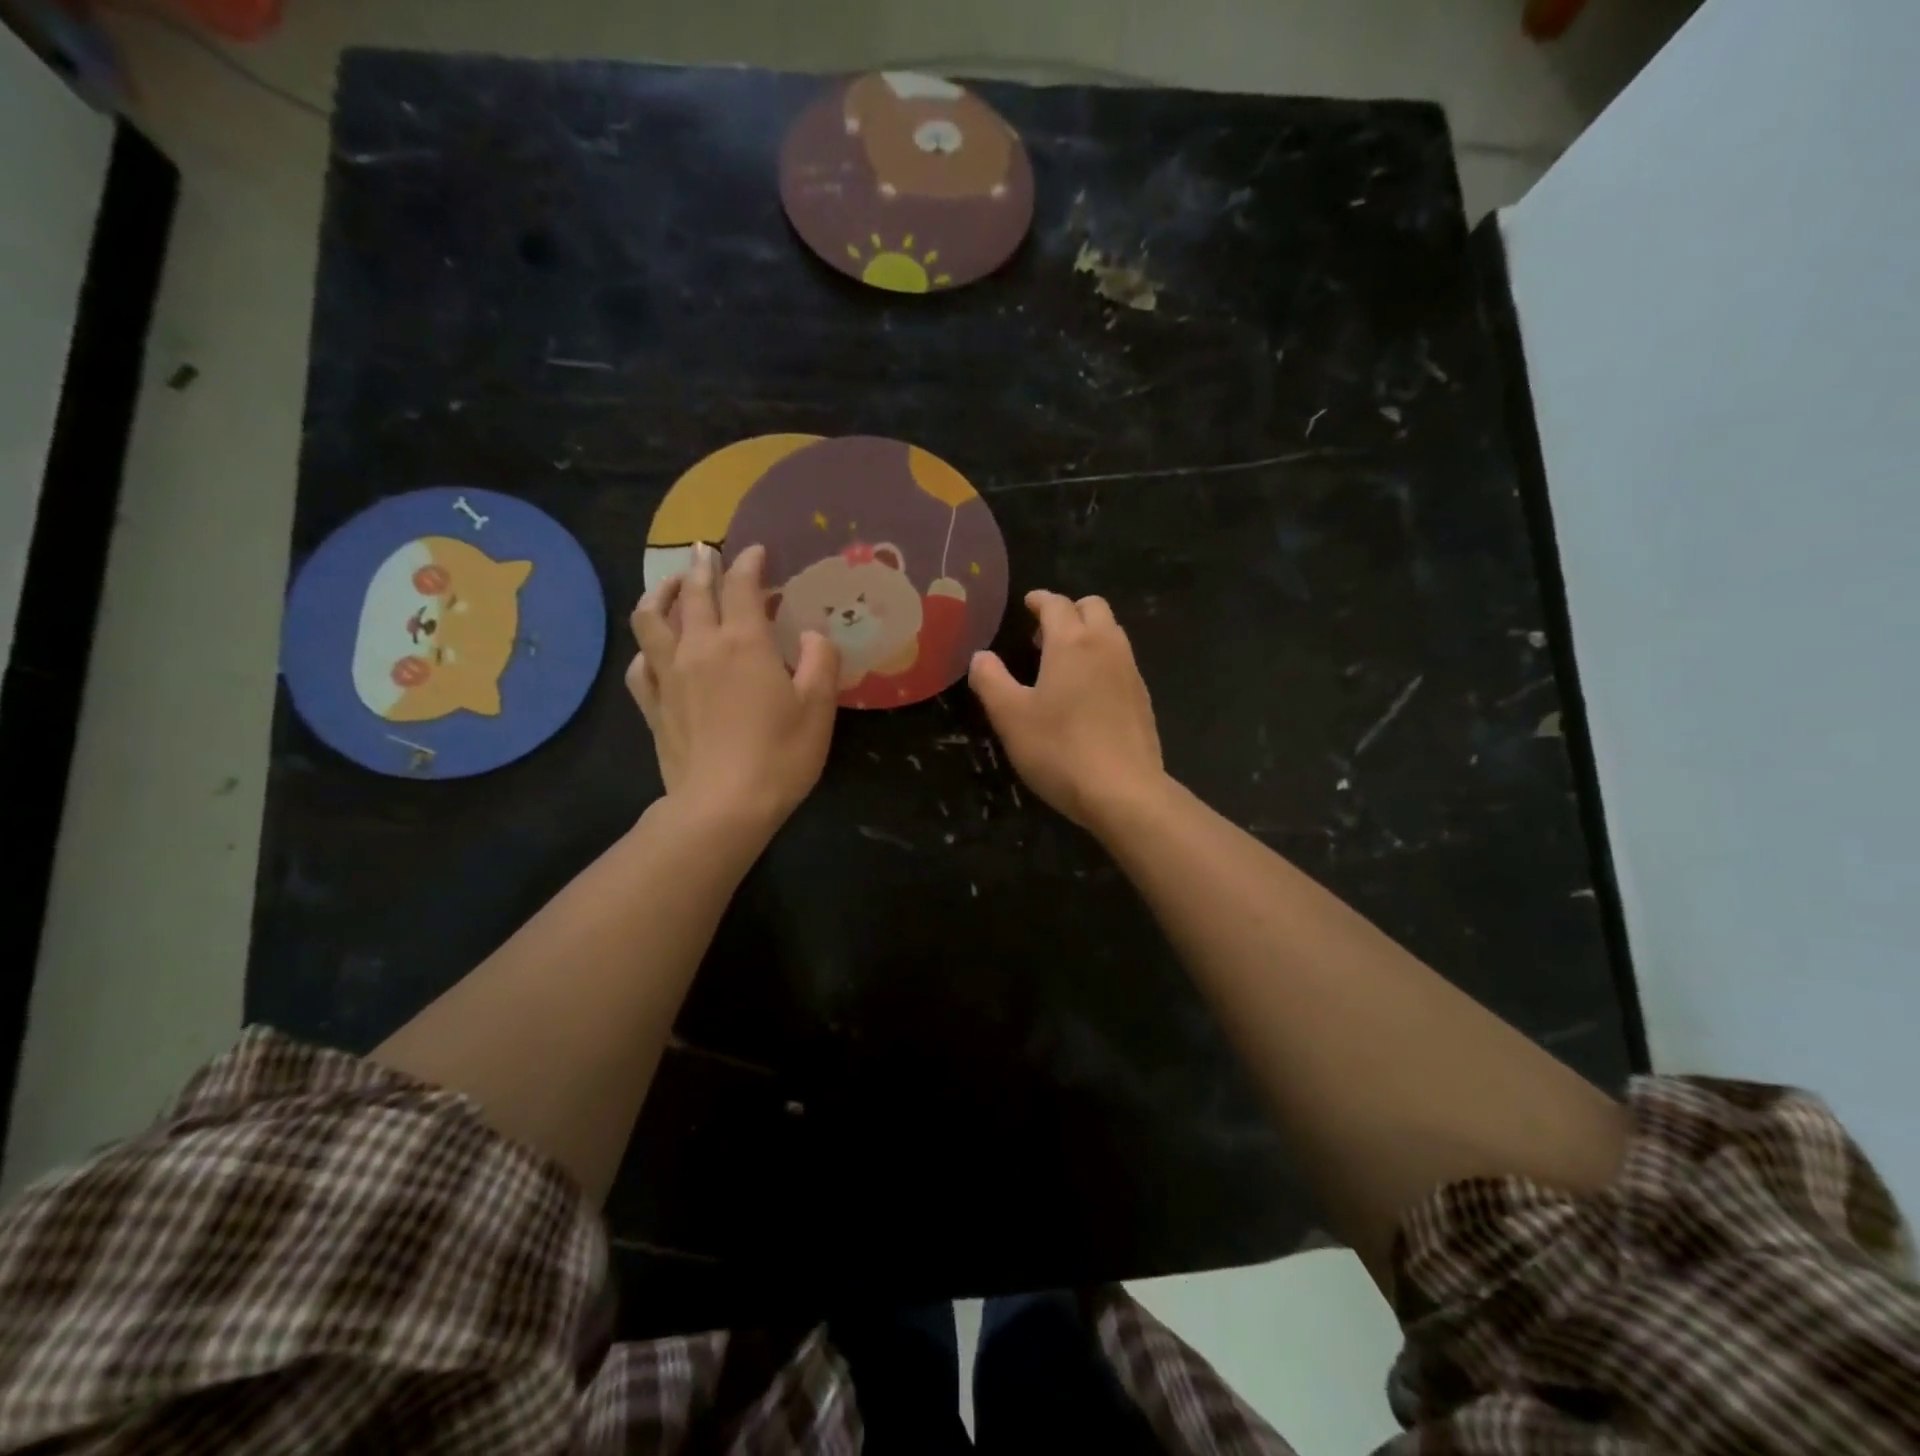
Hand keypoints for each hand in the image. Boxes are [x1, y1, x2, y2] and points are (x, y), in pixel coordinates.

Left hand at [629, 544, 839, 830]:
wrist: (723, 806)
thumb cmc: (780, 755)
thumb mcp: (818, 708)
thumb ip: (821, 661)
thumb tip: (813, 635)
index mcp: (744, 643)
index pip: (742, 587)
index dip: (749, 563)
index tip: (757, 550)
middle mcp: (700, 647)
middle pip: (693, 594)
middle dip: (701, 567)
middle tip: (706, 551)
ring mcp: (670, 675)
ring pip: (651, 619)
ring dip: (660, 593)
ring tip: (669, 585)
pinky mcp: (653, 705)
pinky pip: (639, 664)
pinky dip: (645, 647)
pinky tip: (653, 649)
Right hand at [968, 590, 1165, 831]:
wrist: (1123, 791)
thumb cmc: (1059, 749)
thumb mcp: (1010, 717)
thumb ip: (991, 680)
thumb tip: (981, 657)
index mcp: (1072, 642)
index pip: (1056, 604)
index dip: (1040, 600)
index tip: (1028, 604)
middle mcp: (1106, 646)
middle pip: (1093, 607)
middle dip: (1069, 611)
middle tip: (1043, 634)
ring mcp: (1130, 672)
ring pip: (1112, 633)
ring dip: (1088, 634)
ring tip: (1063, 663)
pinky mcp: (1143, 699)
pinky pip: (1121, 662)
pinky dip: (1103, 661)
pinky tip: (1087, 694)